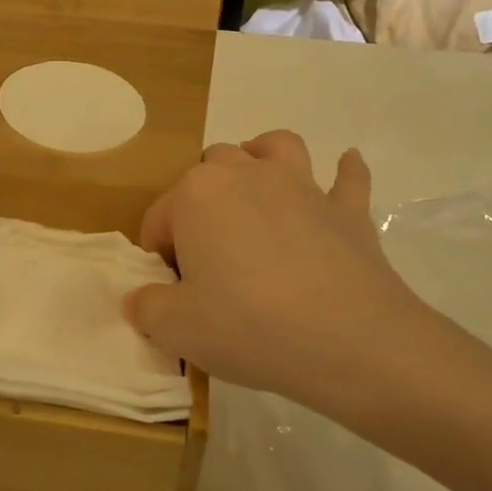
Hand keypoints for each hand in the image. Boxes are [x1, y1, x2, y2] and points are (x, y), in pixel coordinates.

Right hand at [126, 132, 440, 426]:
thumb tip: (141, 298)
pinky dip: (345, 173)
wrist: (350, 342)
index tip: (172, 291)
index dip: (159, 253)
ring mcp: (303, 187)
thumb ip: (147, 307)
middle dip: (202, 200)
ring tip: (258, 182)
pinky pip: (348, 179)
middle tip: (208, 253)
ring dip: (263, 157)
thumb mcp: (177, 328)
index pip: (160, 217)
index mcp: (198, 194)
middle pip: (212, 169)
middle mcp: (247, 174)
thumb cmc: (250, 326)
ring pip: (275, 148)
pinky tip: (345, 169)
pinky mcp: (347, 210)